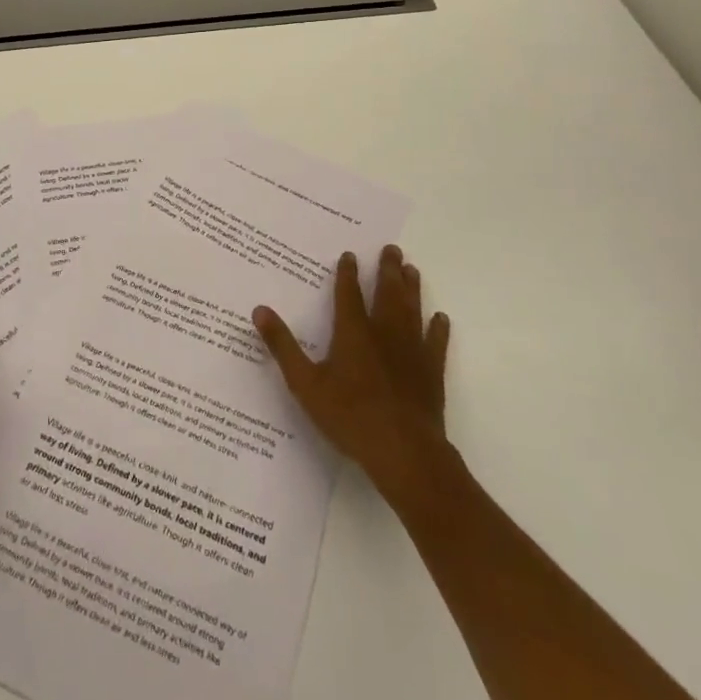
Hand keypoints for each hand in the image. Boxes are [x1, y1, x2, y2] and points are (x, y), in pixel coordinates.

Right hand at [253, 244, 453, 505]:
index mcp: (353, 332)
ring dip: (411, 288)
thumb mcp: (305, 383)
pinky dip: (438, 329)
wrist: (403, 451)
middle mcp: (384, 333)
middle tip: (392, 249)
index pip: (348, 294)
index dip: (348, 273)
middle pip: (387, 293)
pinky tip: (441, 318)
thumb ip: (282, 345)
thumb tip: (259, 310)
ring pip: (412, 310)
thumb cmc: (349, 416)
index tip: (350, 254)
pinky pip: (436, 343)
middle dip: (387, 270)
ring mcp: (411, 351)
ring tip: (412, 269)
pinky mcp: (431, 372)